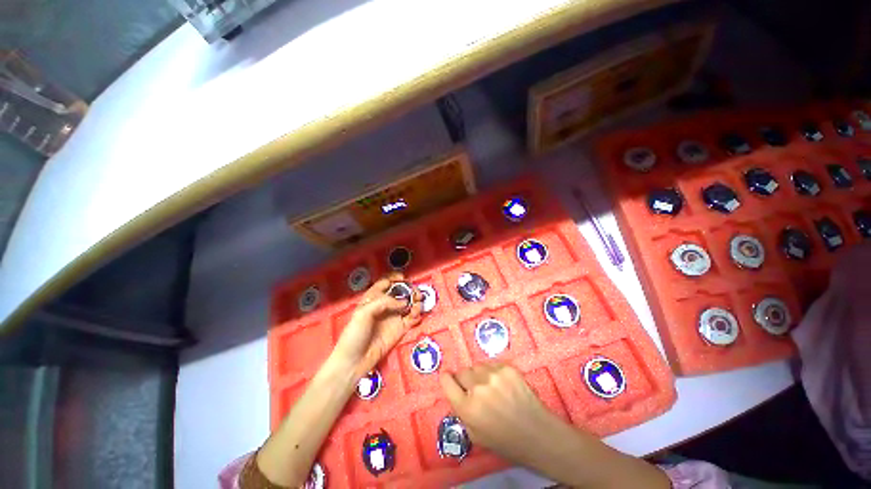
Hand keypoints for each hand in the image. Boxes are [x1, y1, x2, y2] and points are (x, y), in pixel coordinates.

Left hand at [333, 273, 422, 376]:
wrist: (354, 361)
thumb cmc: (354, 335)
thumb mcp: (364, 313)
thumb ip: (384, 302)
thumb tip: (403, 301)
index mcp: (373, 299)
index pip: (385, 284)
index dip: (394, 278)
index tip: (403, 278)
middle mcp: (385, 306)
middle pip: (400, 292)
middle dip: (409, 289)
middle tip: (414, 291)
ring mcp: (393, 317)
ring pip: (408, 304)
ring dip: (415, 300)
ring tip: (417, 302)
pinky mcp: (400, 329)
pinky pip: (412, 318)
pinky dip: (417, 314)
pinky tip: (416, 313)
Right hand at [439, 362, 561, 466]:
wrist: (537, 433)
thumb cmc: (505, 441)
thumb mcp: (475, 435)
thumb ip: (462, 412)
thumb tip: (456, 393)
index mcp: (468, 408)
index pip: (447, 382)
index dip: (446, 379)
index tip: (448, 378)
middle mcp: (478, 388)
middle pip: (462, 372)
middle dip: (464, 380)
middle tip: (473, 388)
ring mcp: (494, 375)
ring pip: (477, 366)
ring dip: (479, 375)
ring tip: (489, 386)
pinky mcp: (507, 368)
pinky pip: (492, 364)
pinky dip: (493, 372)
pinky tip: (501, 384)